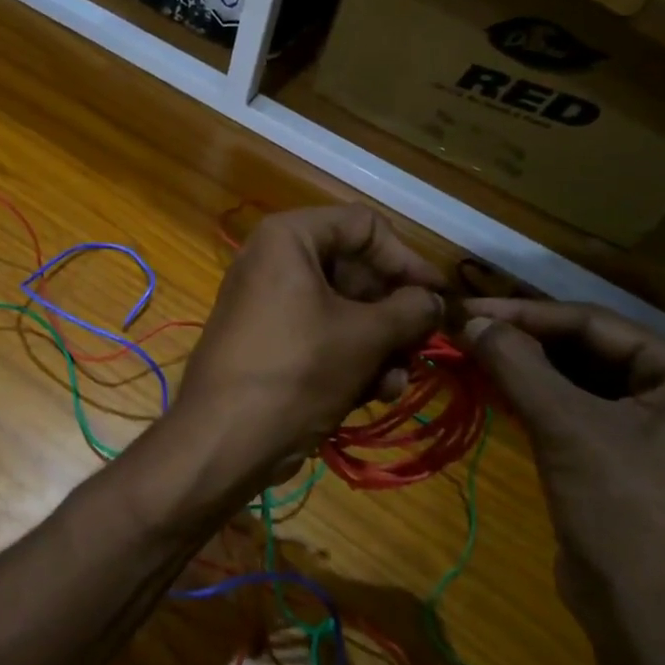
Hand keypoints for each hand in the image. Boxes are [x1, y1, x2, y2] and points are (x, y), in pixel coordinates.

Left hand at [168, 205, 443, 497]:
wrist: (224, 438)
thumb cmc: (297, 370)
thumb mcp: (364, 337)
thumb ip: (410, 310)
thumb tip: (435, 301)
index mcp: (289, 238)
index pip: (365, 226)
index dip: (406, 260)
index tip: (439, 297)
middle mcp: (276, 259)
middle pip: (356, 270)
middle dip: (394, 313)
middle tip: (423, 345)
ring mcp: (271, 301)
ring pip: (344, 308)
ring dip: (379, 344)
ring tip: (395, 381)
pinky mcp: (271, 339)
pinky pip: (322, 335)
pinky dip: (351, 358)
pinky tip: (375, 393)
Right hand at [461, 299, 664, 664]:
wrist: (659, 639)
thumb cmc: (627, 520)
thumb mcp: (568, 431)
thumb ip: (517, 365)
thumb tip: (468, 320)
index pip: (595, 324)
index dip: (524, 314)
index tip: (464, 311)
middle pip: (590, 351)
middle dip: (524, 342)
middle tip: (463, 334)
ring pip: (583, 383)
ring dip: (528, 371)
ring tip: (471, 357)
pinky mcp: (637, 466)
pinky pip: (583, 415)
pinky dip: (540, 402)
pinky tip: (498, 393)